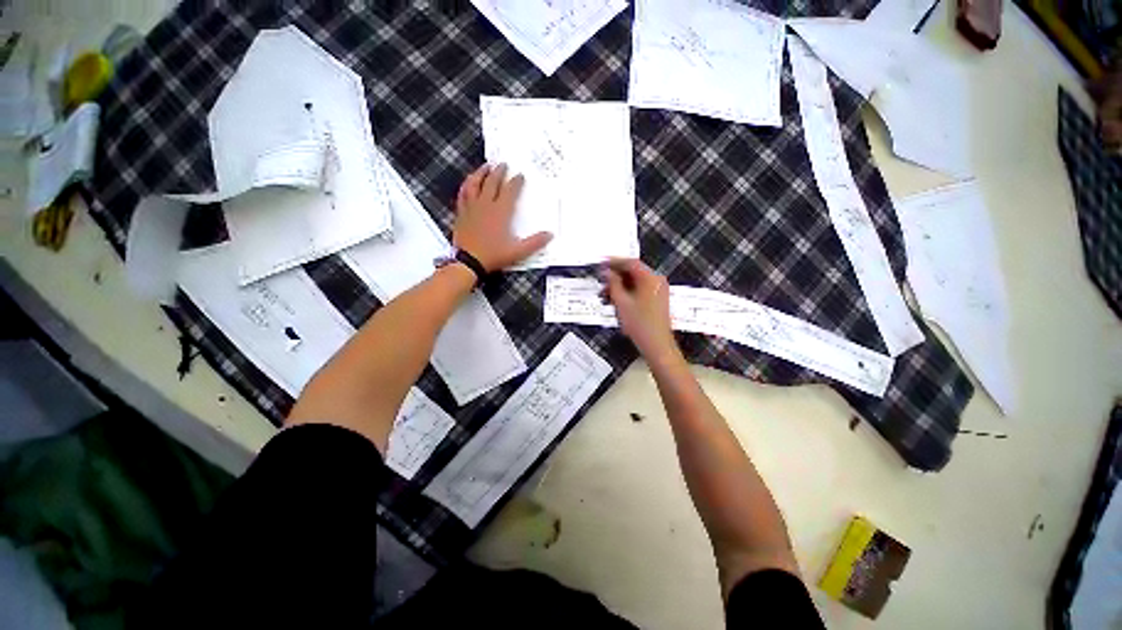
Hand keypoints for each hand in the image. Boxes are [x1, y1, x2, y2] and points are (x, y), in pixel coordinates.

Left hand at [453, 163, 551, 271]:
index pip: (510, 191)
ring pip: (475, 184)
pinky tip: (469, 183)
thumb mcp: (518, 251)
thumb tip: (550, 235)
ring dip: (481, 173)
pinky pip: (463, 194)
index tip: (520, 175)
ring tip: (486, 166)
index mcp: (501, 211)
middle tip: (504, 164)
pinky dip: (467, 185)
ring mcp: (472, 207)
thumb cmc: (494, 255)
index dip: (516, 182)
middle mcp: (486, 204)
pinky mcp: (462, 212)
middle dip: (499, 172)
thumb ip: (535, 243)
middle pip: (492, 182)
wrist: (469, 262)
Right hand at [602, 258, 679, 363]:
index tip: (601, 263)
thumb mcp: (621, 302)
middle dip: (615, 277)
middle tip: (601, 281)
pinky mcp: (657, 299)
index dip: (614, 262)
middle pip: (633, 272)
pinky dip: (628, 293)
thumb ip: (613, 283)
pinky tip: (615, 301)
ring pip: (635, 282)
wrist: (657, 345)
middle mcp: (657, 281)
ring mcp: (658, 290)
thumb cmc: (639, 324)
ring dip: (620, 286)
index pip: (630, 263)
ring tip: (605, 295)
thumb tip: (606, 272)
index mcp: (650, 278)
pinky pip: (640, 290)